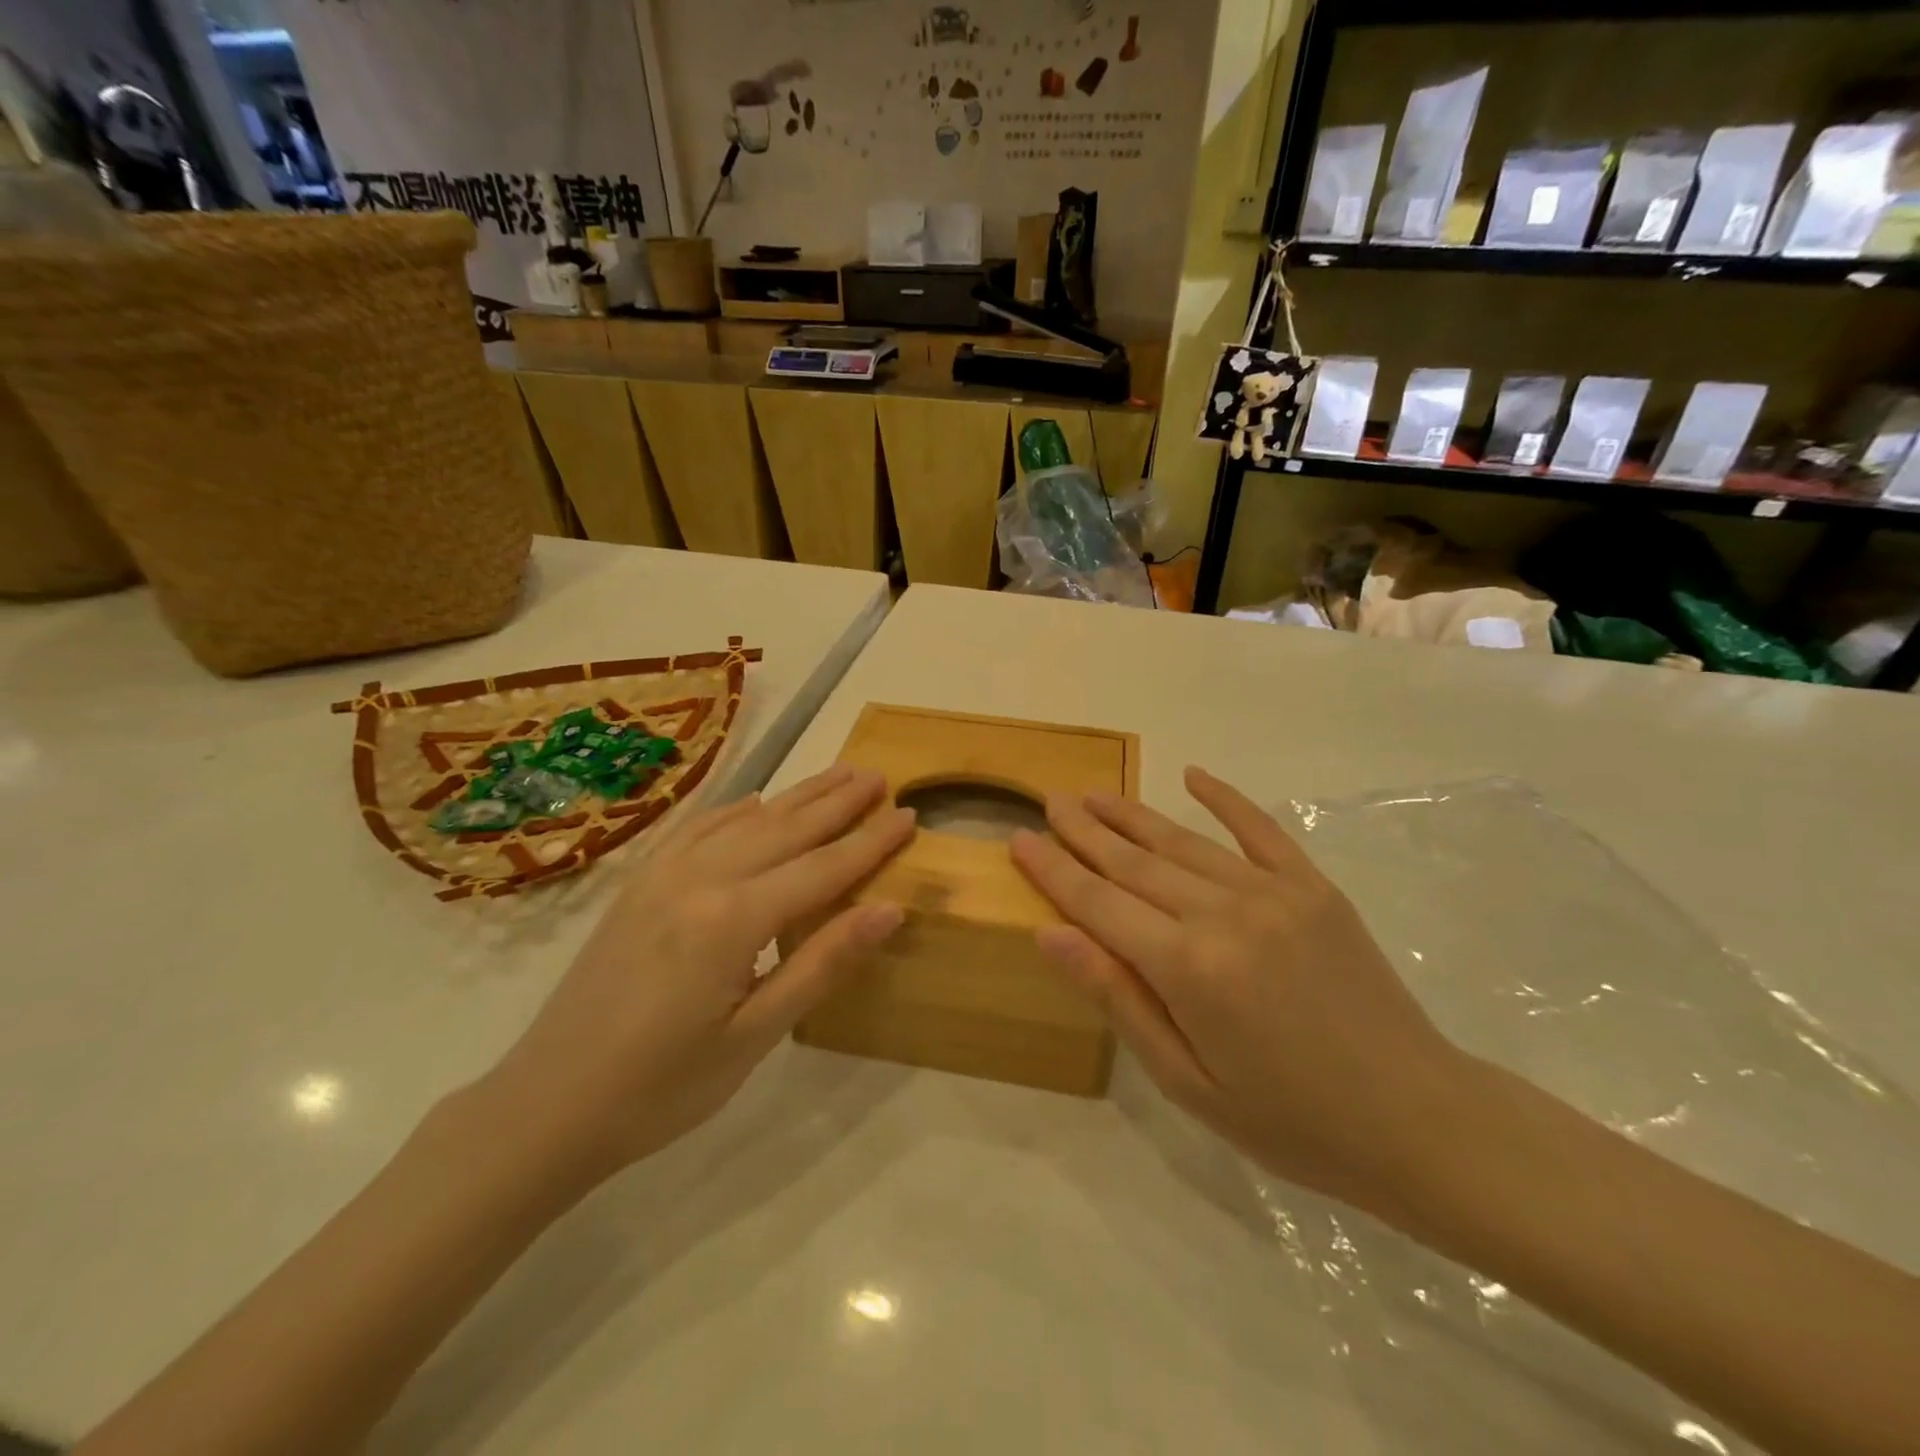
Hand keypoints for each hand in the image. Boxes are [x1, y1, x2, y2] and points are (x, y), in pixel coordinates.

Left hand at [477, 765, 912, 1190]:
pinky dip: (735, 810)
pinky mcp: (639, 884)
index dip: (870, 842)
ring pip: (745, 820)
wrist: (547, 1106)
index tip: (909, 814)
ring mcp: (662, 875)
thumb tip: (890, 908)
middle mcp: (699, 879)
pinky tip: (755, 802)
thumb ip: (822, 963)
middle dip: (838, 802)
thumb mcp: (756, 1036)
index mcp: (732, 919)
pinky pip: (697, 830)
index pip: (822, 868)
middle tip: (880, 776)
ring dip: (796, 797)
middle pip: (786, 828)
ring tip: (837, 774)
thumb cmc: (663, 1086)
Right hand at [1010, 767, 1467, 1211]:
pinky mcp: (1313, 886)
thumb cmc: (1288, 1118)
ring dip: (1133, 815)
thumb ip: (1117, 997)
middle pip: (1134, 862)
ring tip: (1094, 793)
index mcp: (1188, 968)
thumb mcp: (1186, 1080)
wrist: (1417, 1119)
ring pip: (1183, 842)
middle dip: (1085, 831)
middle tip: (1050, 801)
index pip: (1098, 903)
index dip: (1053, 869)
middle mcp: (1224, 913)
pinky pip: (1260, 830)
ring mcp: (1274, 892)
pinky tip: (1192, 775)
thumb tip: (1051, 933)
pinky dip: (1225, 798)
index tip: (1019, 837)